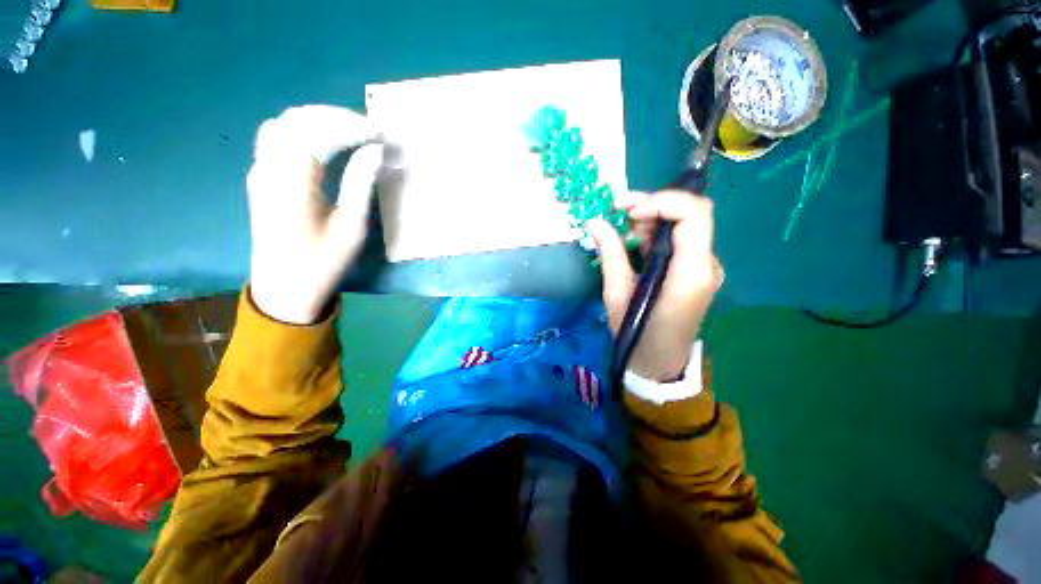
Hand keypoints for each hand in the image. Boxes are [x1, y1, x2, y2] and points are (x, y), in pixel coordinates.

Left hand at [246, 105, 382, 323]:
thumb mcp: (351, 227)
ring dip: (319, 120)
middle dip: (337, 117)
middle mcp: (269, 167)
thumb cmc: (323, 262)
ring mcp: (259, 170)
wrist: (284, 288)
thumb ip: (360, 184)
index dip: (353, 127)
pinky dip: (303, 130)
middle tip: (370, 130)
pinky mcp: (260, 177)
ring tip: (351, 131)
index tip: (382, 135)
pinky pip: (277, 137)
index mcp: (292, 181)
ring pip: (285, 123)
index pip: (320, 132)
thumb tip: (375, 152)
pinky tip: (323, 141)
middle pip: (299, 119)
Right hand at [588, 190, 723, 380]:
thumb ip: (610, 254)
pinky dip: (655, 235)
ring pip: (684, 225)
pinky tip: (634, 245)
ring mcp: (704, 268)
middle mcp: (705, 264)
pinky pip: (679, 241)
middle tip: (618, 212)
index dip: (661, 202)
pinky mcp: (695, 272)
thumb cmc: (637, 334)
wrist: (659, 363)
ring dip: (651, 220)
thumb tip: (595, 222)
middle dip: (652, 206)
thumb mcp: (617, 295)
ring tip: (622, 234)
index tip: (629, 212)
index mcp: (689, 272)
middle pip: (689, 214)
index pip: (693, 214)